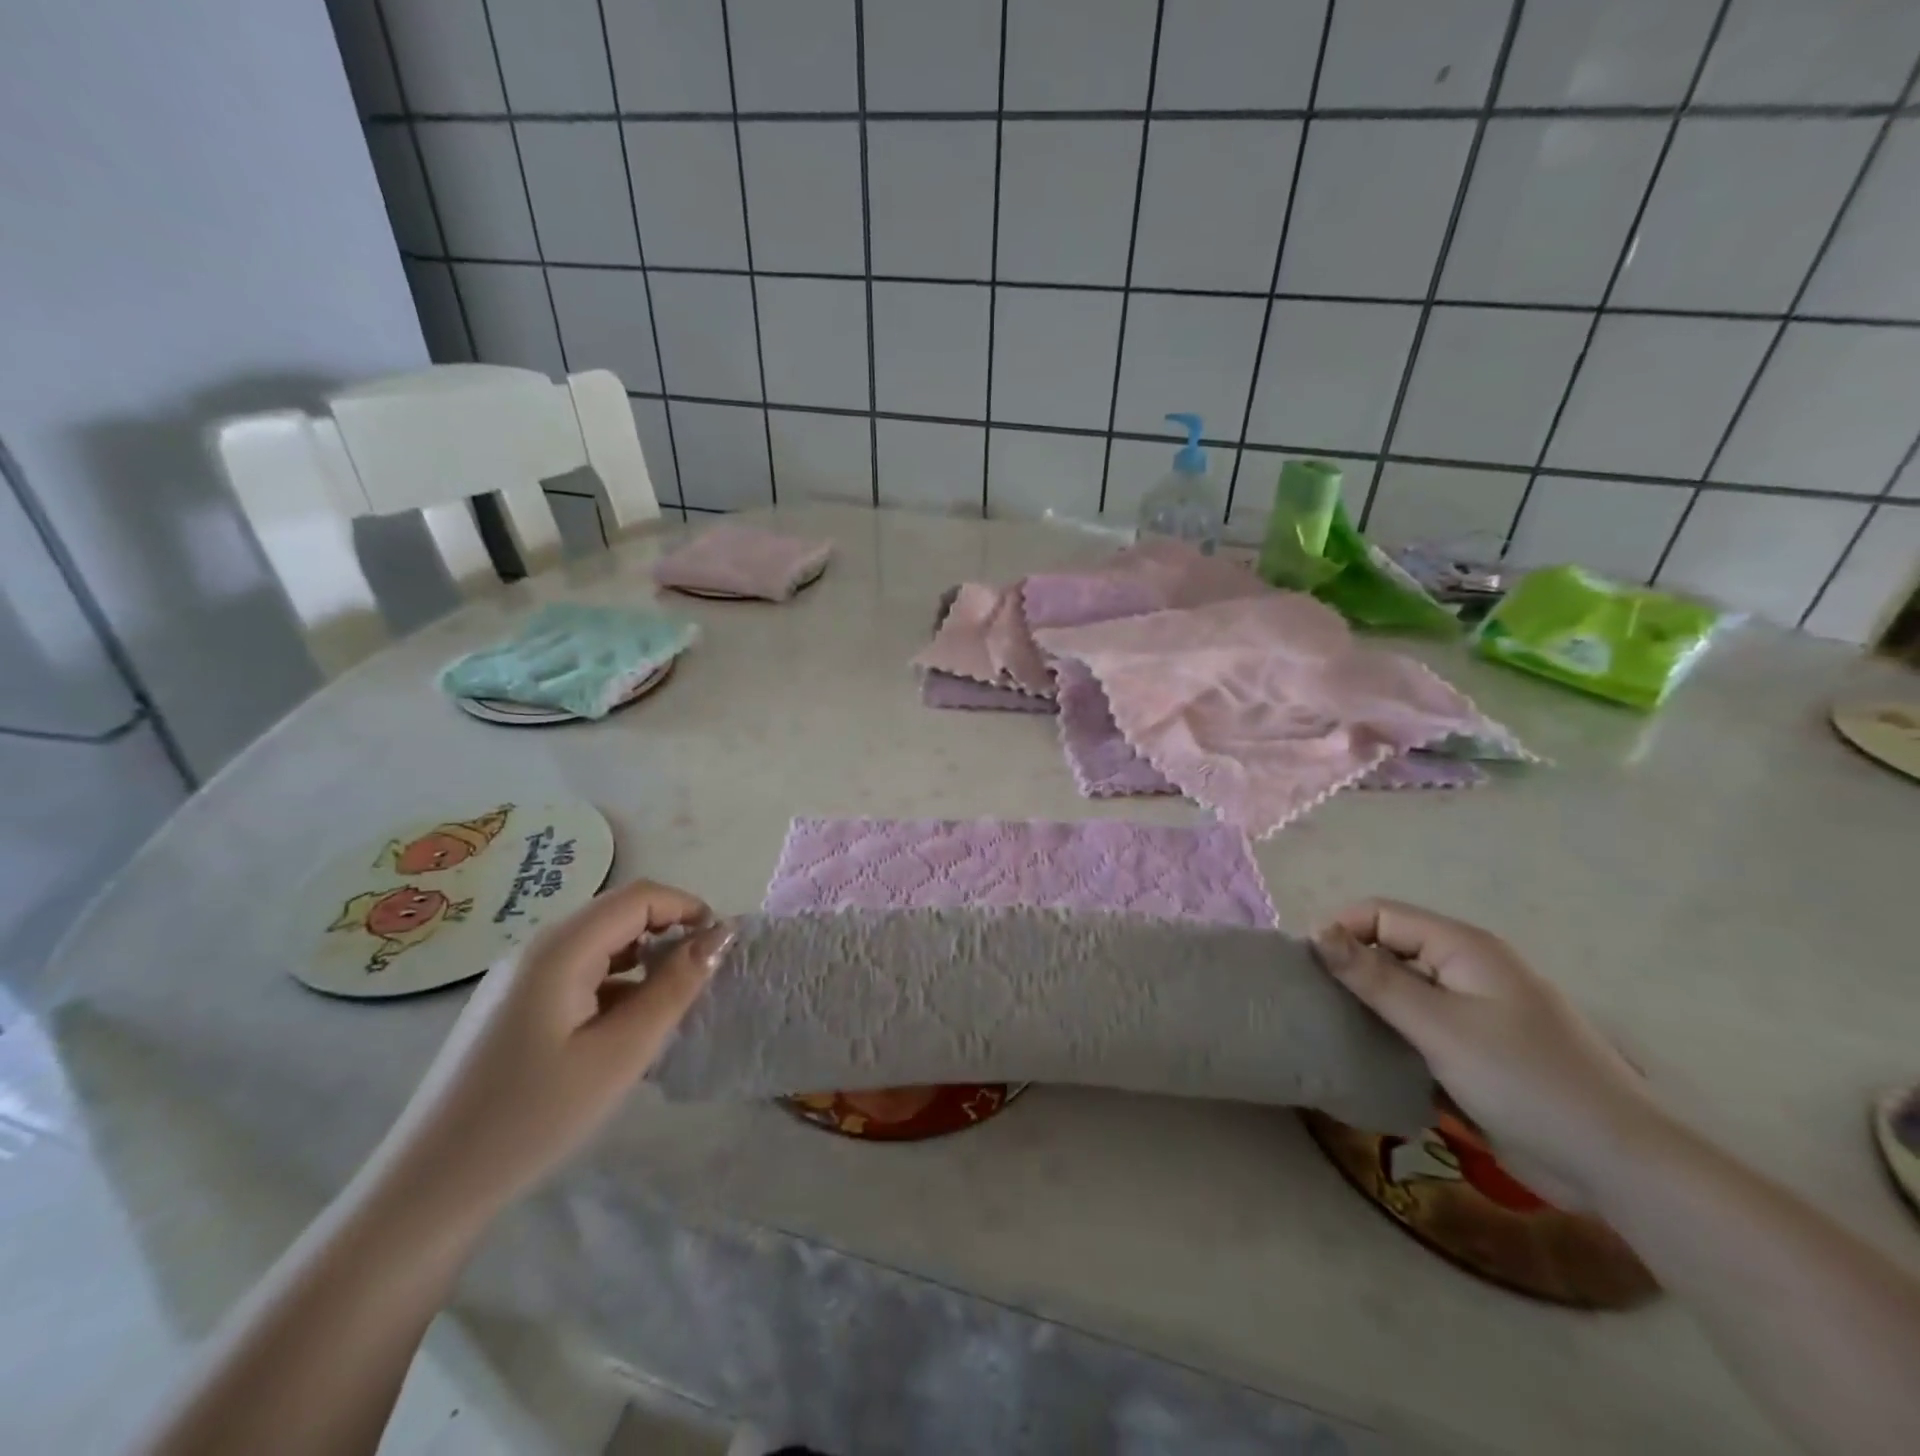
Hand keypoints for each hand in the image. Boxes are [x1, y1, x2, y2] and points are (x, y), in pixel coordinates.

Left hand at [364, 880, 732, 1226]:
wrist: (429, 1189)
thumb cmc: (534, 1117)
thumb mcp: (621, 1053)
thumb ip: (674, 987)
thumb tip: (719, 936)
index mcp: (560, 949)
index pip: (640, 897)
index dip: (688, 908)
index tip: (721, 948)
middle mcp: (536, 948)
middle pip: (618, 914)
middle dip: (668, 933)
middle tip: (700, 981)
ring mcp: (518, 977)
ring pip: (599, 944)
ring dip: (643, 960)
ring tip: (668, 1007)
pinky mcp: (511, 1006)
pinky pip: (577, 972)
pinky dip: (615, 984)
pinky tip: (623, 1029)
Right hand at [1315, 899, 1663, 1206]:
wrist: (1619, 1164)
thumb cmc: (1524, 1082)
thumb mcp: (1439, 1026)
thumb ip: (1374, 978)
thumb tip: (1316, 932)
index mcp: (1463, 947)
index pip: (1380, 913)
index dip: (1339, 930)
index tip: (1304, 968)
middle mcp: (1468, 967)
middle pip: (1390, 946)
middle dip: (1349, 966)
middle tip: (1312, 1001)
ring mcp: (1476, 1008)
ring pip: (1403, 987)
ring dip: (1369, 1002)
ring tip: (1331, 1026)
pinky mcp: (1479, 1046)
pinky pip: (1421, 1022)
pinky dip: (1393, 1030)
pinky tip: (1370, 1053)